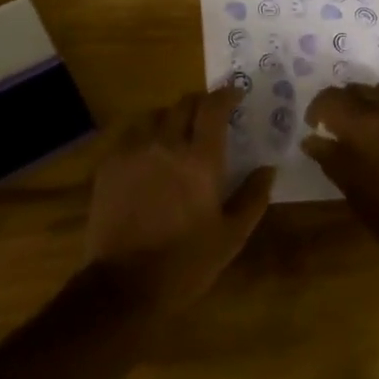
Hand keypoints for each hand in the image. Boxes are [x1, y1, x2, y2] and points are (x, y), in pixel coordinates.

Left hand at [86, 88, 275, 314]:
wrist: (123, 286)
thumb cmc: (185, 263)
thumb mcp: (231, 237)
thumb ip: (252, 197)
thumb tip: (268, 168)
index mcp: (200, 159)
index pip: (213, 107)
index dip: (226, 93)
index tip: (236, 92)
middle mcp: (166, 144)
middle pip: (184, 103)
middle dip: (200, 103)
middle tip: (210, 114)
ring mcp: (134, 151)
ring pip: (155, 115)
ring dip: (171, 116)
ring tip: (178, 132)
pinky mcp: (110, 164)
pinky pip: (131, 134)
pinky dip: (146, 134)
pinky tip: (149, 152)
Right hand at [302, 82, 378, 274]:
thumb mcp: (358, 195)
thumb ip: (332, 160)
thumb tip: (312, 140)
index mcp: (365, 129)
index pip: (330, 100)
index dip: (317, 109)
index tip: (314, 125)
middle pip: (354, 90)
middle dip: (339, 103)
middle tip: (335, 124)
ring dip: (365, 102)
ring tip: (363, 124)